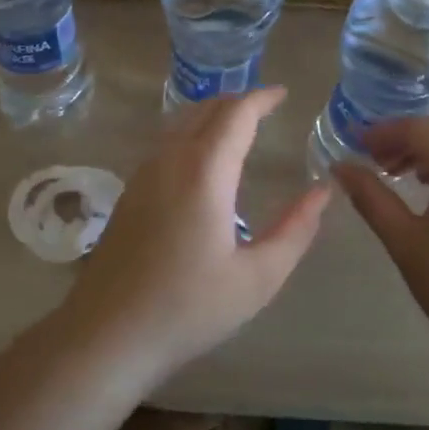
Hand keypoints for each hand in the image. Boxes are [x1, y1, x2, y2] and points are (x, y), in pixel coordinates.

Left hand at [59, 88, 329, 385]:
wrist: (106, 335)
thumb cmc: (188, 308)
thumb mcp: (258, 278)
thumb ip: (295, 229)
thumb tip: (322, 190)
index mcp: (205, 171)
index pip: (237, 113)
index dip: (262, 97)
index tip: (284, 93)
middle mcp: (171, 159)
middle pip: (207, 109)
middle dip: (239, 101)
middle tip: (267, 108)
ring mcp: (144, 172)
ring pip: (182, 122)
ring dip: (213, 115)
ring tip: (240, 127)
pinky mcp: (130, 191)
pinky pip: (167, 141)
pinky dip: (193, 132)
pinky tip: (204, 160)